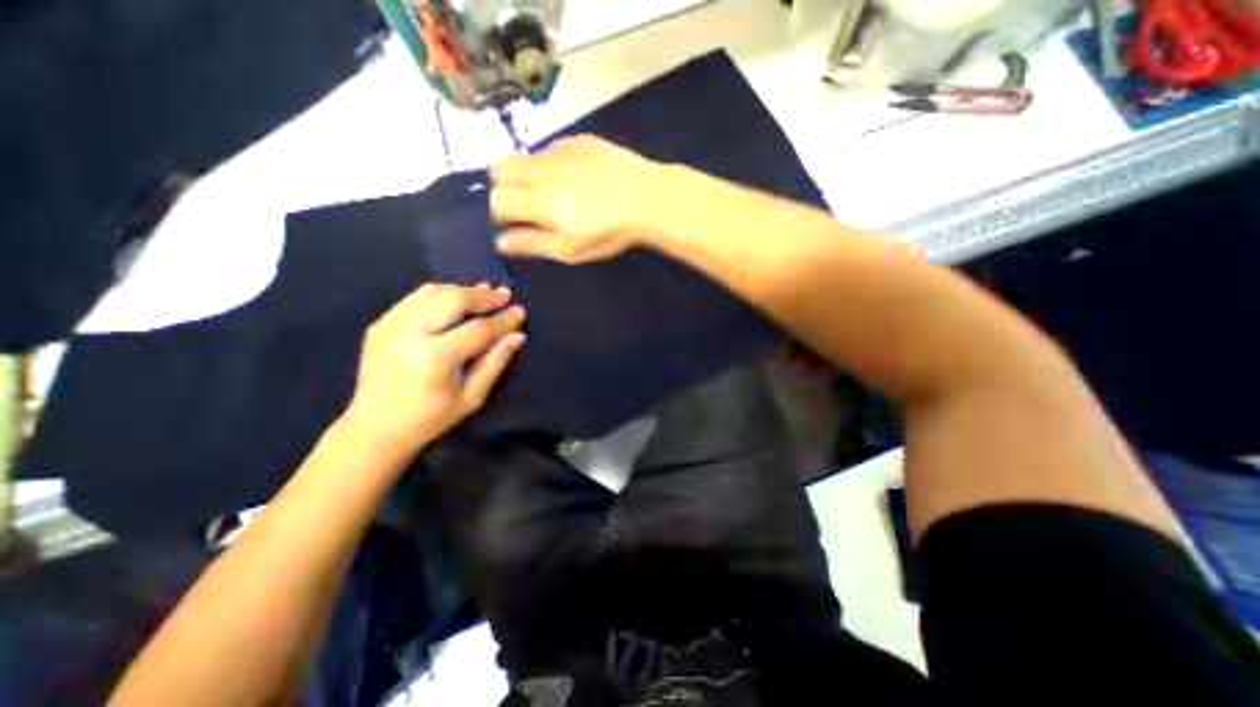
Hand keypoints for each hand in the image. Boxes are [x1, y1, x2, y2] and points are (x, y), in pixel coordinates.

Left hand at [336, 281, 525, 456]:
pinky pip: (416, 297)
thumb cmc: (431, 417)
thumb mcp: (472, 397)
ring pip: (434, 292)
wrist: (374, 426)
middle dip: (484, 296)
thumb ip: (495, 362)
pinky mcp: (381, 323)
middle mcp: (410, 333)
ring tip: (485, 291)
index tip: (520, 311)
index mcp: (435, 357)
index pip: (478, 329)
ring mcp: (391, 324)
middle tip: (504, 294)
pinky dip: (441, 293)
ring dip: (463, 290)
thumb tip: (517, 336)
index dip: (502, 320)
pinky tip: (457, 297)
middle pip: (454, 300)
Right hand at [490, 135, 668, 261]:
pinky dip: (549, 165)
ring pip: (522, 158)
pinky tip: (575, 179)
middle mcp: (538, 168)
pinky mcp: (576, 140)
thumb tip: (500, 242)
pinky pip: (548, 150)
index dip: (501, 216)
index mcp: (535, 198)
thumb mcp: (570, 249)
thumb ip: (532, 244)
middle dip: (505, 190)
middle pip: (499, 172)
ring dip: (525, 176)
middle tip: (529, 208)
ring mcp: (557, 149)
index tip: (516, 226)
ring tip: (552, 194)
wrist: (646, 198)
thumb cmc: (608, 231)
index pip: (497, 201)